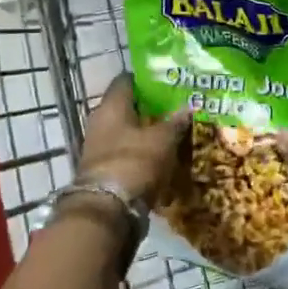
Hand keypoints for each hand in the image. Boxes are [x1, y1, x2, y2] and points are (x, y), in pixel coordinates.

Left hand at [75, 74, 187, 205]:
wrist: (107, 209)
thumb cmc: (134, 161)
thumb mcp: (163, 139)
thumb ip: (176, 121)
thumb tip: (189, 107)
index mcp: (112, 106)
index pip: (126, 80)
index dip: (146, 79)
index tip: (167, 81)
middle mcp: (100, 121)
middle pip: (126, 106)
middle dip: (150, 107)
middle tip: (176, 107)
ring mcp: (98, 146)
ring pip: (126, 130)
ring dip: (146, 131)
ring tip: (173, 132)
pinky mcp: (102, 169)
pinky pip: (125, 151)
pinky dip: (141, 151)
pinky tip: (161, 155)